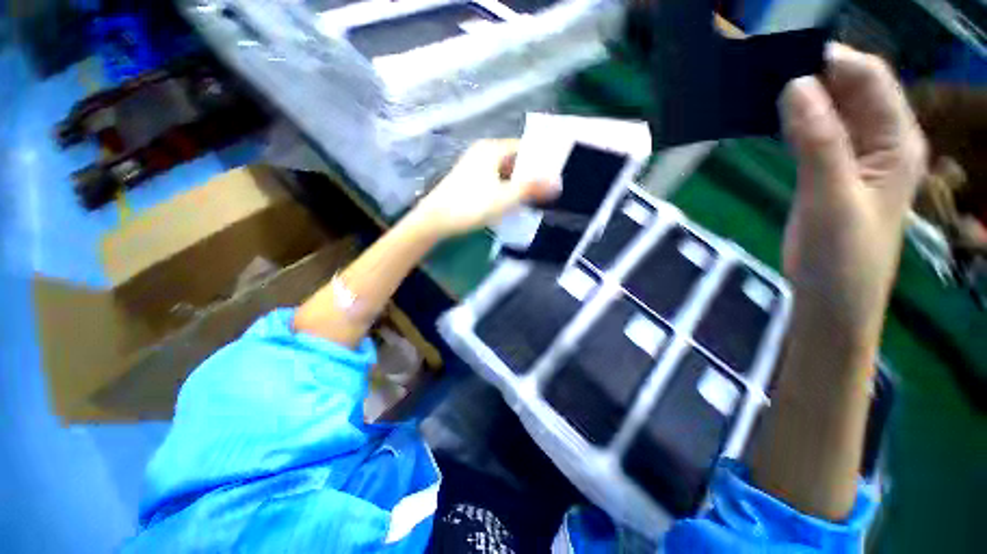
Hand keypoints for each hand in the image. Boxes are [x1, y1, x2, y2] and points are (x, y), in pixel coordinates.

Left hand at [410, 139, 559, 237]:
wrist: (435, 220)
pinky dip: (504, 190)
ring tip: (532, 199)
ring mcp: (473, 167)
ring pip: (503, 173)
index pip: (524, 148)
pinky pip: (493, 182)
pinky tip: (510, 204)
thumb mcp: (505, 198)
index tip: (554, 175)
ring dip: (517, 185)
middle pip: (514, 161)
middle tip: (545, 190)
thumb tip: (557, 183)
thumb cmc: (471, 205)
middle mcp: (482, 153)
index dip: (540, 161)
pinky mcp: (468, 182)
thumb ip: (532, 189)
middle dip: (529, 175)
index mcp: (492, 149)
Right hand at [781, 43, 927, 355]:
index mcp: (896, 139)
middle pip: (846, 88)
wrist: (830, 297)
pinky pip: (810, 131)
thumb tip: (795, 85)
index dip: (828, 60)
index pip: (867, 77)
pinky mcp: (827, 168)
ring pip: (825, 108)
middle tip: (758, 70)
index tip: (778, 56)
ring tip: (754, 90)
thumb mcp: (832, 197)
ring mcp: (852, 153)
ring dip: (794, 97)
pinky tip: (764, 118)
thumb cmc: (841, 256)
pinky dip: (788, 120)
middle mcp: (878, 137)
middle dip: (807, 74)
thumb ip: (819, 141)